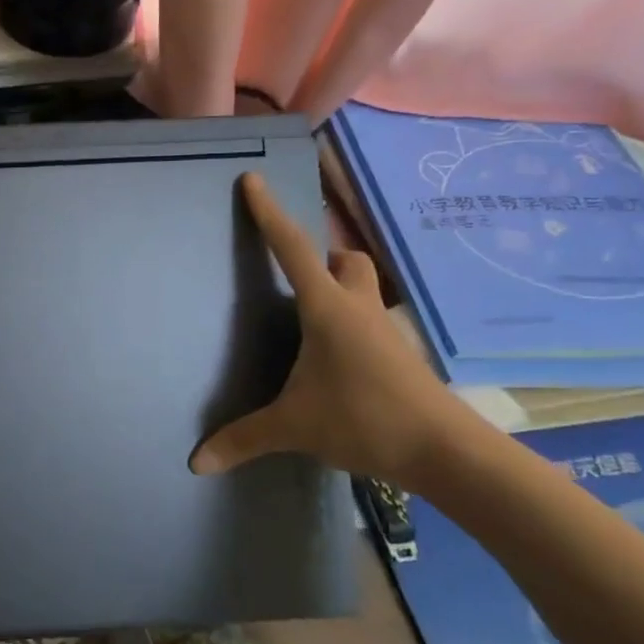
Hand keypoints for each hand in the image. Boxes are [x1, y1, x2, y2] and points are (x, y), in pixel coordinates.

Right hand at [189, 173, 481, 490]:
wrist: (447, 453)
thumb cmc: (365, 420)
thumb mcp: (294, 427)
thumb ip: (244, 439)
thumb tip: (196, 463)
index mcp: (327, 310)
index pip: (293, 249)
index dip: (270, 214)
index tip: (254, 181)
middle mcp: (358, 309)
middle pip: (348, 261)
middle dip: (324, 257)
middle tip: (296, 274)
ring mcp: (384, 332)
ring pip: (365, 289)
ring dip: (341, 288)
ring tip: (308, 315)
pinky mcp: (397, 356)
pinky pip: (370, 321)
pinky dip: (350, 323)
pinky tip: (333, 356)